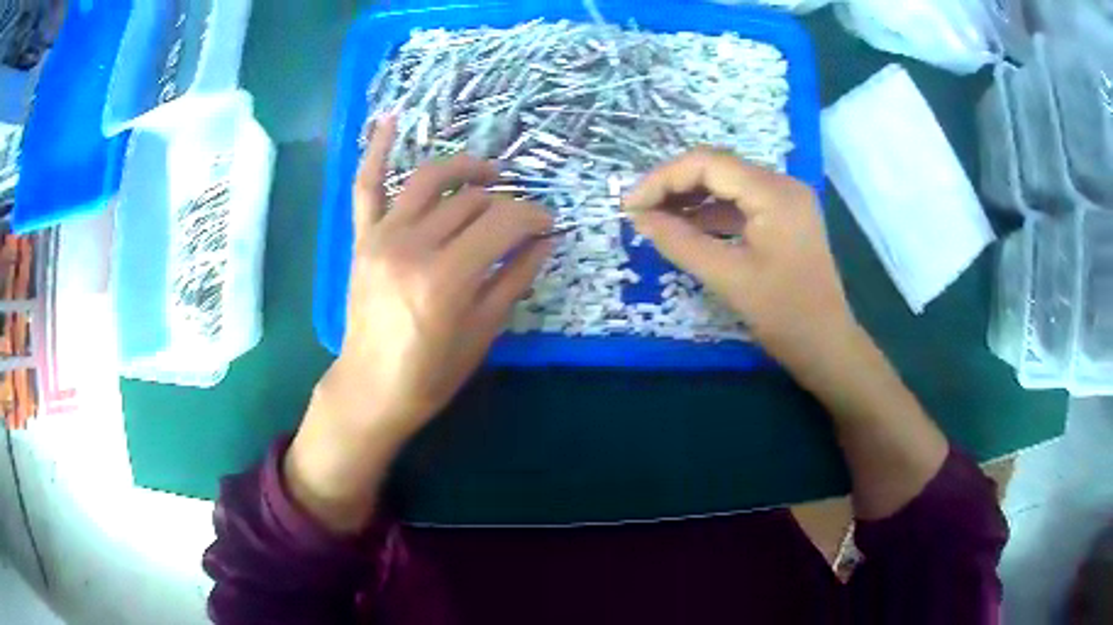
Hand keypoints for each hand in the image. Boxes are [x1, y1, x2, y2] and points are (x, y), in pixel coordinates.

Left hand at [285, 116, 552, 532]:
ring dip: (464, 167)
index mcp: (445, 278)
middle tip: (523, 217)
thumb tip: (545, 240)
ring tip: (489, 172)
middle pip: (470, 201)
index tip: (549, 224)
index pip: (502, 222)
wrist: (370, 389)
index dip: (533, 216)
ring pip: (429, 181)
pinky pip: (366, 186)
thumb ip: (514, 278)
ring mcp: (382, 237)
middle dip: (507, 202)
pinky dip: (376, 150)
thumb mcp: (483, 332)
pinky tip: (392, 120)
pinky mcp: (363, 239)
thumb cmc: (430, 374)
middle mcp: (411, 246)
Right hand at [627, 149, 950, 522]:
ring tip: (654, 221)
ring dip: (689, 200)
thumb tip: (638, 218)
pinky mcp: (784, 219)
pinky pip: (739, 206)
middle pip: (716, 168)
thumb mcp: (728, 278)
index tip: (629, 206)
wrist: (828, 347)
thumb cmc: (784, 315)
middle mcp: (781, 185)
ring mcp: (785, 201)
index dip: (662, 179)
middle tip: (638, 213)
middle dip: (673, 187)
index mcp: (774, 192)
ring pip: (726, 186)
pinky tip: (686, 231)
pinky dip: (710, 216)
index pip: (707, 163)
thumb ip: (680, 242)